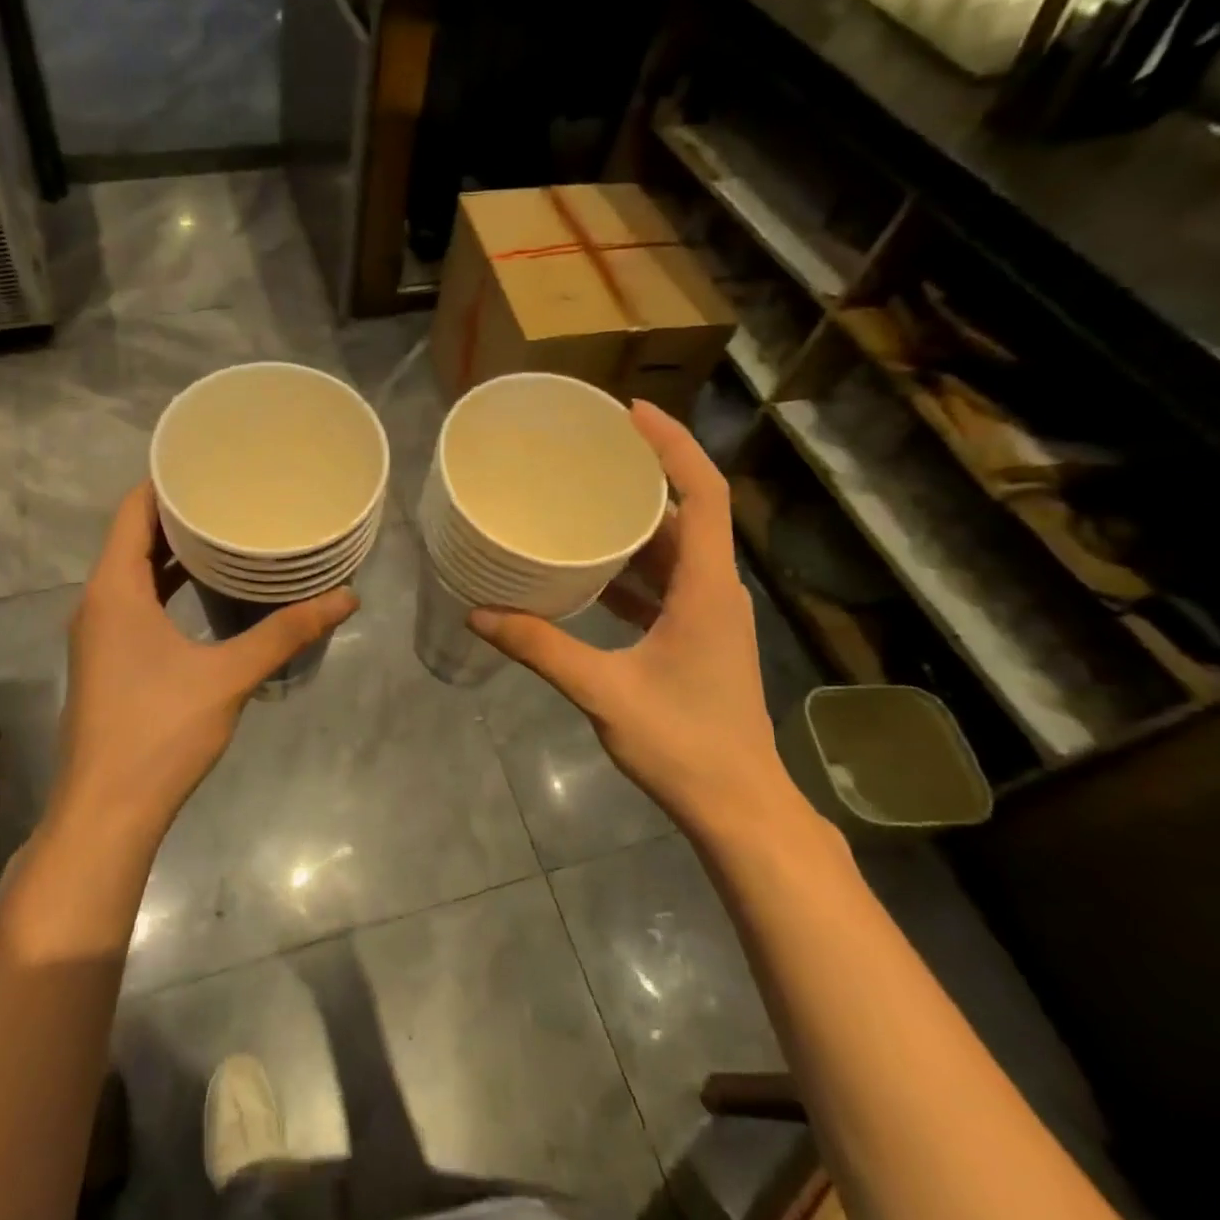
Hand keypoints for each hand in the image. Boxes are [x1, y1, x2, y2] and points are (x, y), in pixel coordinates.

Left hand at [53, 483, 357, 841]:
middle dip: (179, 512)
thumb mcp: (229, 676)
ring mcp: (99, 633)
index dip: (166, 480)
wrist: (107, 812)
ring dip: (174, 551)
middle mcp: (98, 601)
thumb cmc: (159, 732)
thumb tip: (346, 598)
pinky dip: (168, 585)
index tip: (209, 460)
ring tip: (227, 530)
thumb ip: (286, 632)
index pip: (133, 510)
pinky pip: (137, 601)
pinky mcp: (109, 659)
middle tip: (232, 490)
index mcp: (114, 589)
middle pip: (134, 536)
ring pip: (134, 571)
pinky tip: (208, 589)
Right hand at [469, 402, 814, 842]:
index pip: (703, 493)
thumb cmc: (684, 743)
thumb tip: (479, 614)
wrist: (740, 807)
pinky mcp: (699, 636)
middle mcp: (716, 589)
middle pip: (686, 513)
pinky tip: (589, 570)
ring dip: (636, 522)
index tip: (631, 413)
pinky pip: (667, 582)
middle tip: (591, 450)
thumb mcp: (604, 691)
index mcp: (707, 587)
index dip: (673, 445)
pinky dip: (632, 567)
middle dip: (644, 475)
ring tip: (583, 498)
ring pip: (675, 549)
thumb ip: (541, 648)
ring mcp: (710, 614)